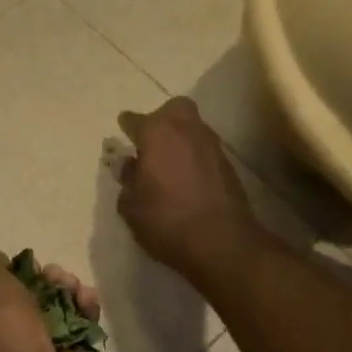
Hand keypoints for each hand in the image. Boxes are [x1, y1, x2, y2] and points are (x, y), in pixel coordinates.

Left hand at [0, 253, 99, 351]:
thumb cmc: (0, 331)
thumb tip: (7, 262)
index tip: (37, 267)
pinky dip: (88, 317)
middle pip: (36, 298)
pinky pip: (80, 334)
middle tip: (62, 279)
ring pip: (61, 314)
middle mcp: (6, 336)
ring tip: (82, 293)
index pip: (3, 289)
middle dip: (53, 282)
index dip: (23, 274)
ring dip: (74, 295)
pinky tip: (91, 307)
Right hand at [116, 98, 258, 278]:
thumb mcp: (131, 206)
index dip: (127, 126)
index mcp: (157, 133)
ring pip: (193, 128)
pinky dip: (195, 157)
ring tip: (169, 163)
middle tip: (151, 143)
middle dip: (162, 119)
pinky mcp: (229, 165)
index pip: (135, 120)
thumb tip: (129, 165)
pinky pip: (206, 151)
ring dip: (181, 139)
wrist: (221, 241)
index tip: (123, 131)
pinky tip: (188, 178)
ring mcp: (212, 146)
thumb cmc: (166, 221)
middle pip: (174, 110)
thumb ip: (127, 180)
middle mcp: (187, 130)